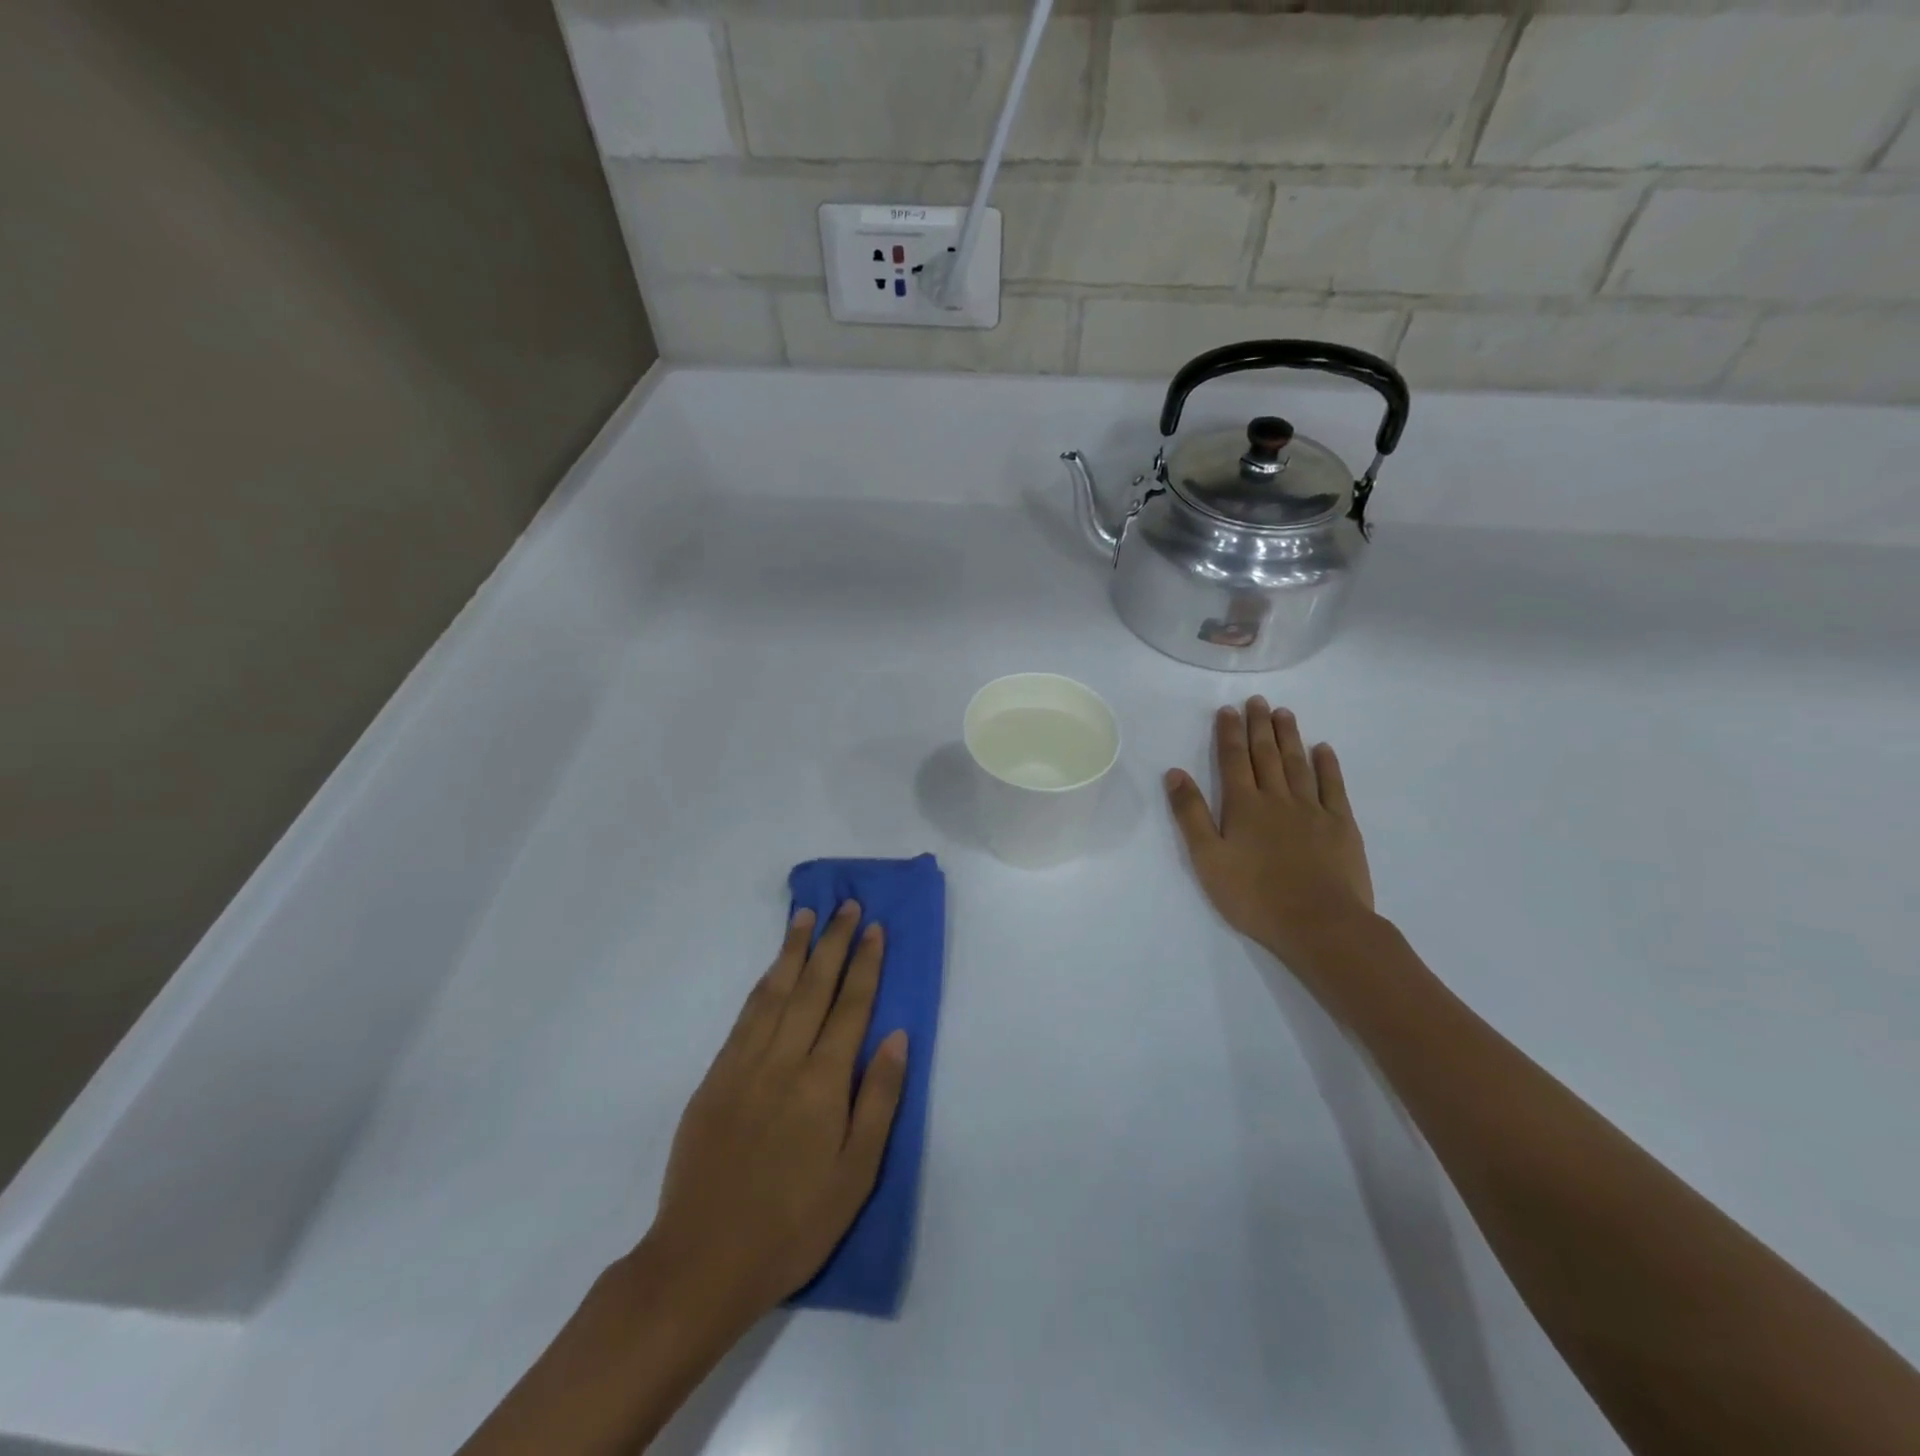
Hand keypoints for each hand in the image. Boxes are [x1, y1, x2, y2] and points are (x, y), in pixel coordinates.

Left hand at [647, 901, 907, 1332]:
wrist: (702, 1261)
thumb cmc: (794, 1224)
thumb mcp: (856, 1174)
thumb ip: (879, 1099)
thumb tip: (897, 1037)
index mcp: (822, 1082)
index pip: (851, 1006)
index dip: (864, 963)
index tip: (873, 928)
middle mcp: (784, 1059)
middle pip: (814, 986)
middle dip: (832, 941)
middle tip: (845, 904)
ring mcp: (744, 1064)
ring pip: (775, 991)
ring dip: (793, 950)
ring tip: (805, 916)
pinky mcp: (715, 1077)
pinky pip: (745, 1015)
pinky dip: (763, 983)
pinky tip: (772, 971)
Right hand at [1165, 698, 1374, 960]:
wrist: (1319, 923)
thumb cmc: (1254, 896)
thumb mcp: (1207, 859)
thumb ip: (1191, 814)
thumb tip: (1175, 773)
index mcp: (1243, 806)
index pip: (1233, 760)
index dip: (1229, 733)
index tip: (1228, 710)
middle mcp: (1277, 798)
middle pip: (1266, 755)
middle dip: (1259, 726)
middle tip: (1257, 701)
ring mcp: (1313, 810)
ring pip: (1298, 764)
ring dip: (1289, 736)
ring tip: (1283, 713)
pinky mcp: (1341, 825)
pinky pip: (1334, 786)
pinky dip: (1327, 765)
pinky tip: (1323, 749)